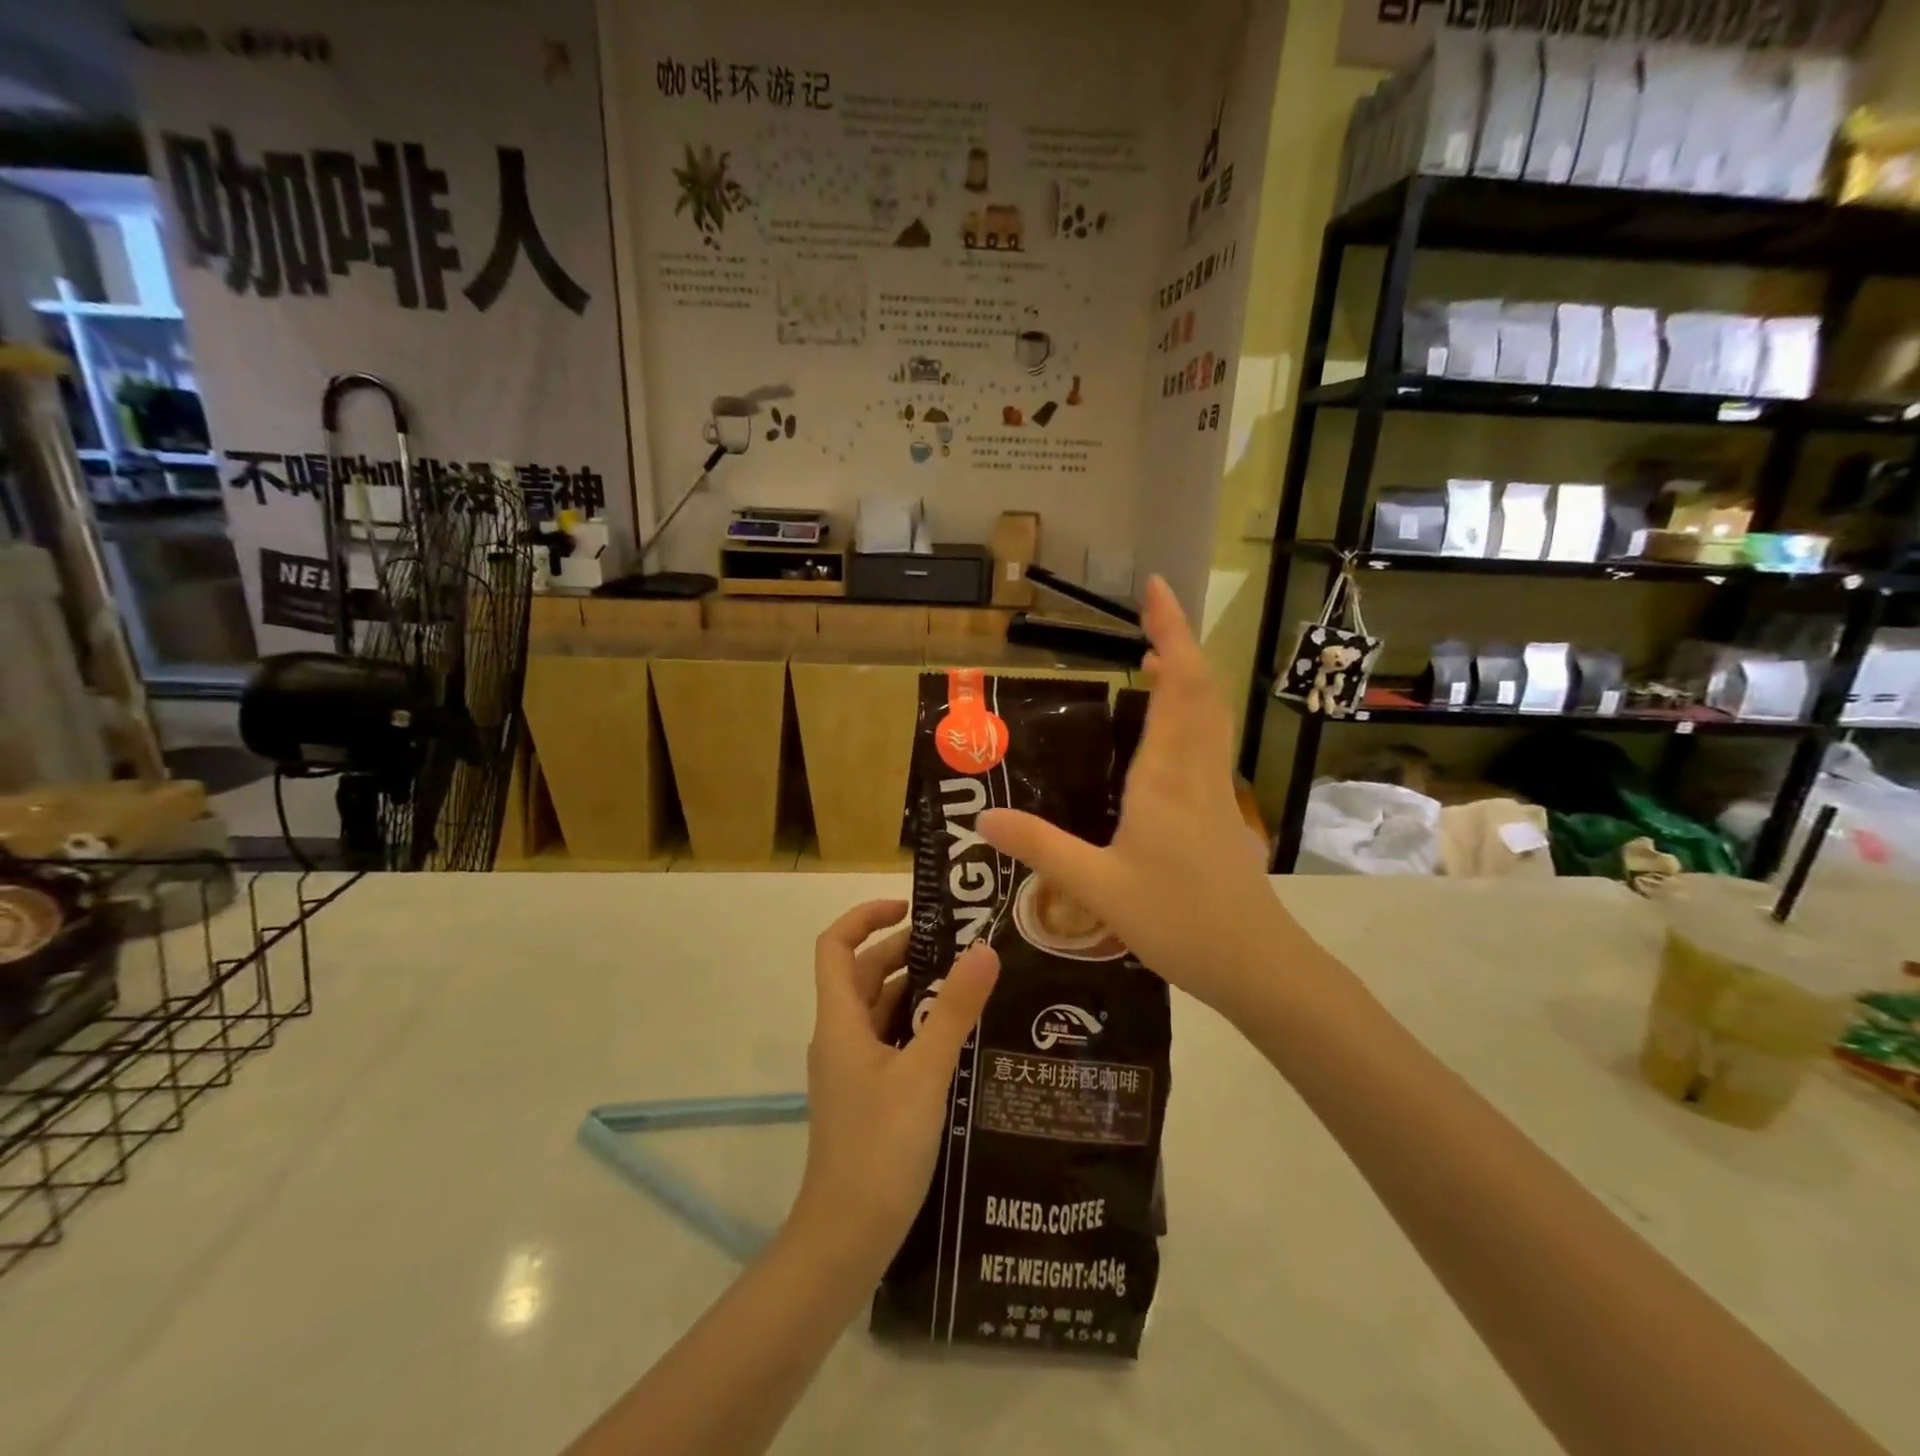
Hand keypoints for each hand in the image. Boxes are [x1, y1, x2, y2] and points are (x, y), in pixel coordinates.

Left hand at [789, 900, 997, 1269]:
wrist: (846, 1239)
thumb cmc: (879, 1148)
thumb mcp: (924, 1073)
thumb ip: (953, 1010)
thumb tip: (983, 950)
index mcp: (840, 1020)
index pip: (835, 946)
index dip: (865, 917)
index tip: (911, 909)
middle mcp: (841, 1036)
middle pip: (864, 973)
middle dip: (905, 951)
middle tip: (961, 943)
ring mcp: (853, 1068)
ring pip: (881, 1009)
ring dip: (916, 989)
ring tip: (969, 980)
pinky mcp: (869, 1094)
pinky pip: (892, 1041)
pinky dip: (918, 1025)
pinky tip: (959, 1034)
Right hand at [979, 577, 1295, 1013]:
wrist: (1256, 964)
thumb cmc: (1179, 920)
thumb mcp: (1096, 887)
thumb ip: (1040, 848)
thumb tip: (982, 819)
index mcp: (1165, 777)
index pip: (1176, 687)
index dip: (1169, 633)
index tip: (1155, 590)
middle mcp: (1195, 772)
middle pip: (1200, 689)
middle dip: (1179, 642)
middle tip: (1150, 611)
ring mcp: (1215, 791)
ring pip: (1210, 715)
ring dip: (1188, 676)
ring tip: (1156, 656)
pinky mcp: (1221, 812)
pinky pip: (1209, 743)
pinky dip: (1192, 713)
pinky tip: (1169, 731)